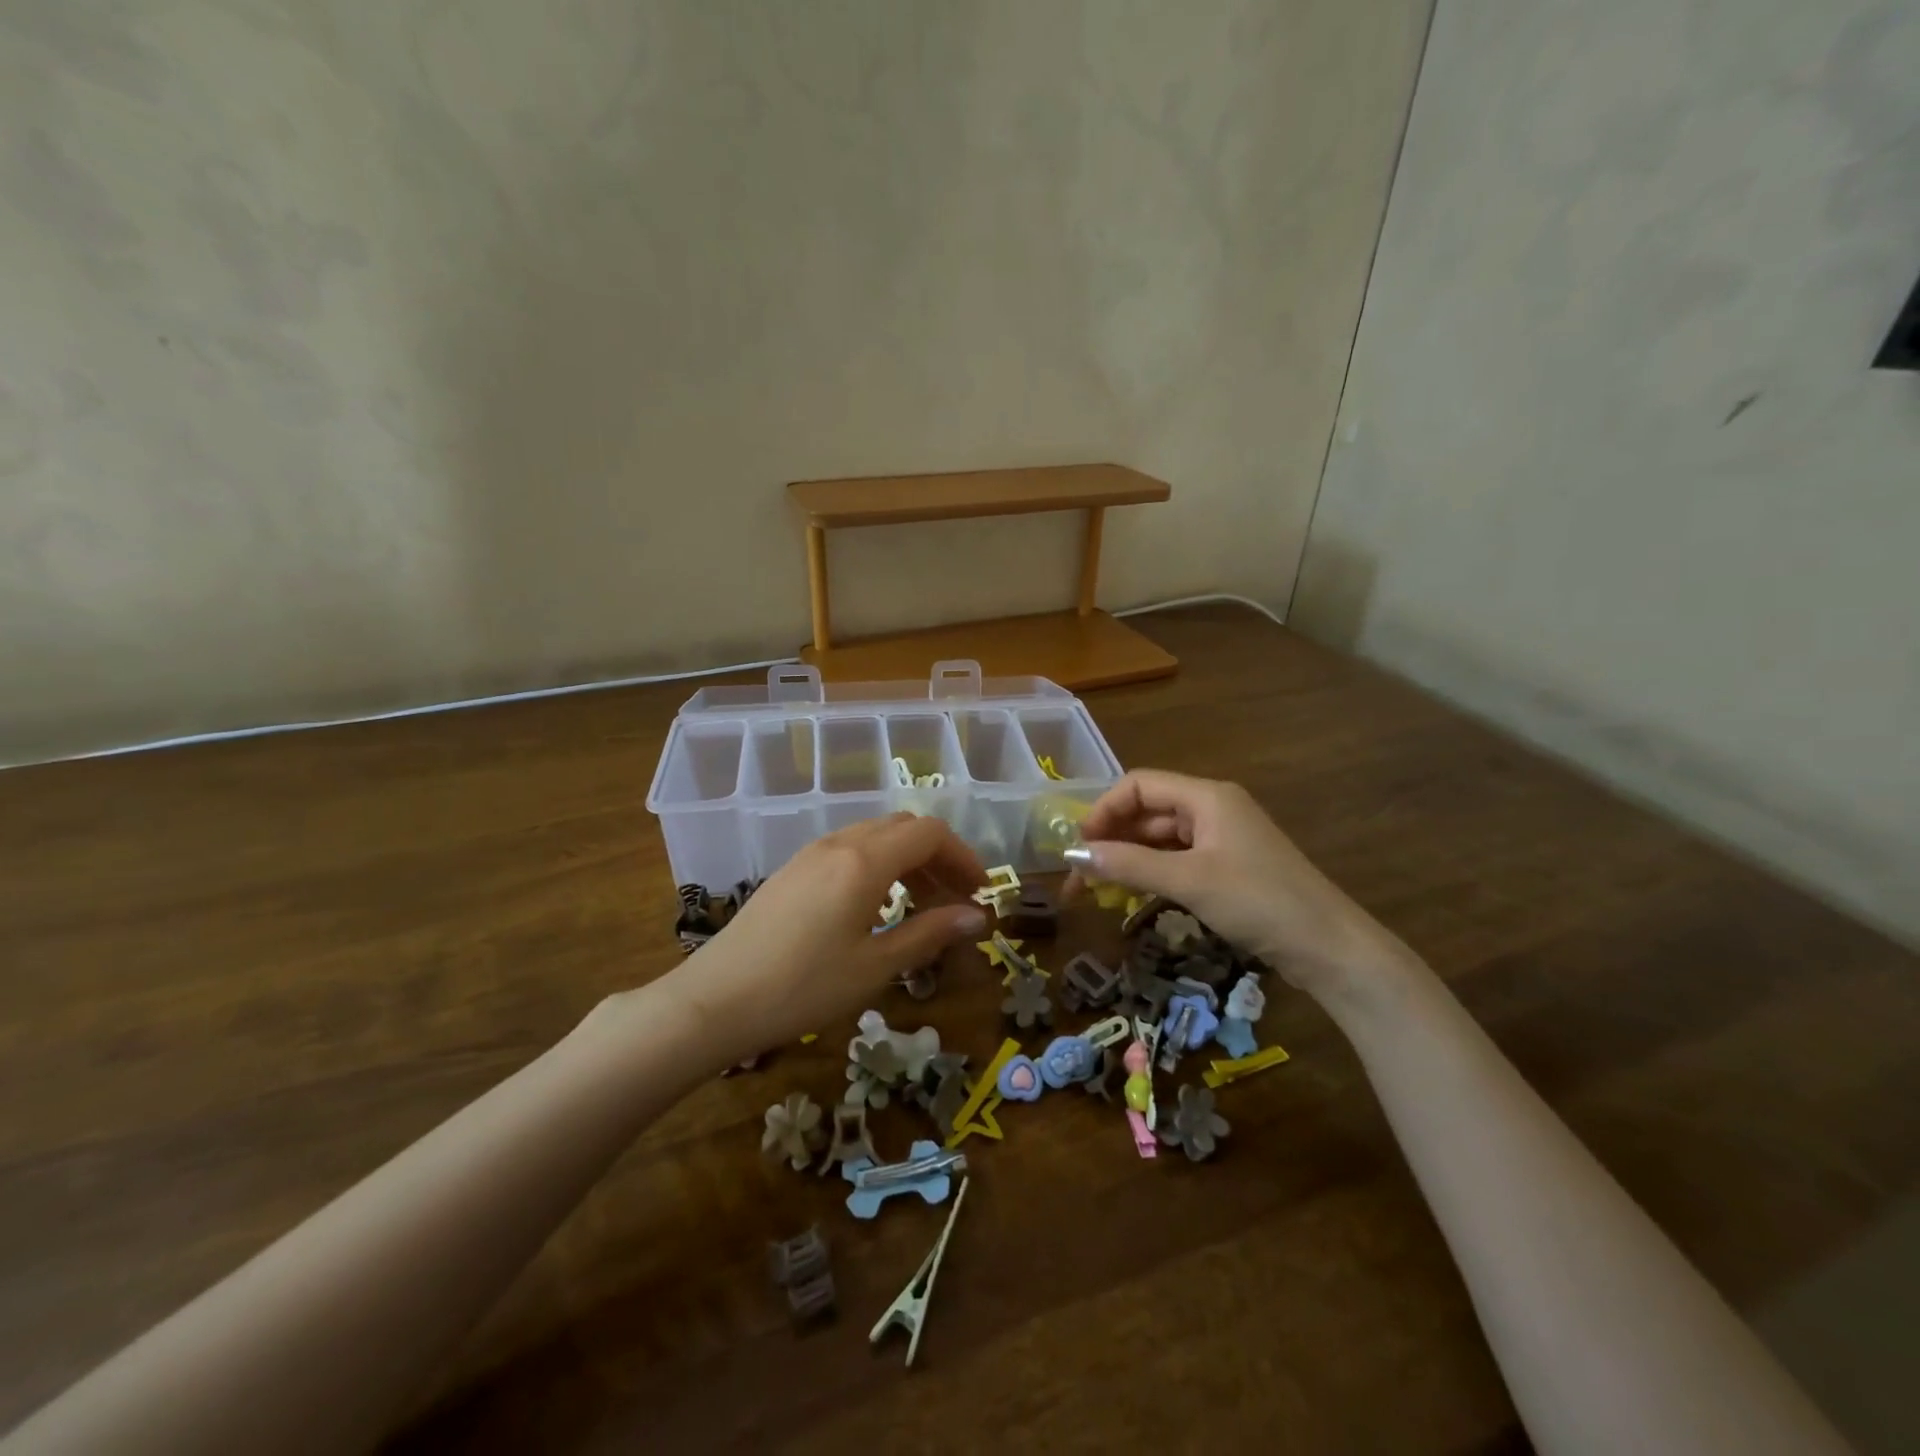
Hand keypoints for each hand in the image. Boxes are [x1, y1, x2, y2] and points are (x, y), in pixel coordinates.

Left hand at [660, 813, 987, 1067]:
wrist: (715, 1000)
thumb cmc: (802, 987)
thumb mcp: (874, 966)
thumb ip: (929, 934)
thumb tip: (977, 918)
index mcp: (864, 860)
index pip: (929, 833)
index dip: (963, 856)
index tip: (980, 892)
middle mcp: (840, 843)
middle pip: (904, 828)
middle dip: (938, 857)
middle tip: (955, 901)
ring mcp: (812, 853)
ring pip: (876, 836)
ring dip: (908, 861)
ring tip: (921, 907)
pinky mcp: (793, 869)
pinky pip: (850, 850)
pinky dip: (879, 866)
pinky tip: (876, 907)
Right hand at [1067, 769, 1399, 997]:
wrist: (1330, 948)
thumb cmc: (1259, 902)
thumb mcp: (1189, 881)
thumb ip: (1129, 865)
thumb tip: (1075, 857)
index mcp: (1207, 797)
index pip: (1139, 785)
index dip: (1104, 809)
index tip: (1079, 845)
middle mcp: (1212, 809)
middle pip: (1148, 811)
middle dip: (1111, 838)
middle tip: (1080, 874)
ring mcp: (1221, 839)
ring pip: (1160, 839)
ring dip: (1129, 858)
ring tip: (1097, 888)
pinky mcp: (1227, 868)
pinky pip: (1177, 860)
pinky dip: (1151, 873)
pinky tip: (1131, 894)